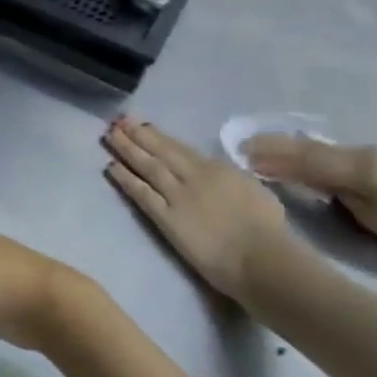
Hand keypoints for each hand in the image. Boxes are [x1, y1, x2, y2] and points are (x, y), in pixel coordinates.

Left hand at [103, 117, 287, 302]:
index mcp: (217, 168)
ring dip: (127, 149)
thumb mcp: (253, 189)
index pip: (181, 148)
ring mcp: (177, 195)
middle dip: (138, 134)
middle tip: (117, 121)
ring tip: (110, 136)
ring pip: (147, 166)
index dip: (159, 136)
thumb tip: (219, 171)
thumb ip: (231, 177)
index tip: (141, 124)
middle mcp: (193, 175)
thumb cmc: (266, 228)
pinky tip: (111, 167)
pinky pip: (141, 193)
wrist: (259, 255)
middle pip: (160, 151)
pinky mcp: (165, 217)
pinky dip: (125, 179)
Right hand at [244, 134, 376, 252]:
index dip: (269, 155)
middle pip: (304, 147)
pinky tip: (290, 157)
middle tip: (238, 147)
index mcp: (352, 163)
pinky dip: (300, 153)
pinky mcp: (369, 165)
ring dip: (283, 147)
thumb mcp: (373, 208)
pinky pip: (323, 154)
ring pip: (313, 149)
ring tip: (255, 149)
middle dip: (270, 145)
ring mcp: (363, 157)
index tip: (238, 155)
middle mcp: (354, 153)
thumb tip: (292, 173)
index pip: (301, 155)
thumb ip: (331, 185)